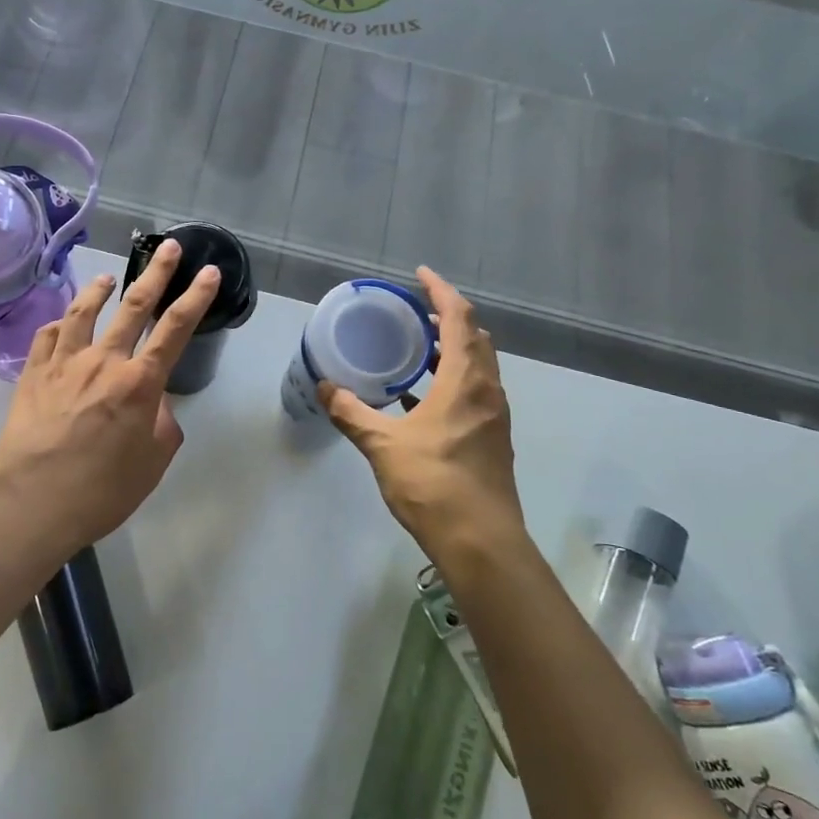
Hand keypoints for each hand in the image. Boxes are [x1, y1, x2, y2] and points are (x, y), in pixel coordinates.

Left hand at [0, 240, 219, 551]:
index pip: (175, 328)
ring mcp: (63, 363)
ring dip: (100, 290)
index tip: (209, 272)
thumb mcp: (152, 464)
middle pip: (134, 306)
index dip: (196, 297)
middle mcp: (103, 361)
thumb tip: (154, 403)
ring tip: (109, 277)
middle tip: (169, 247)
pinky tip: (63, 321)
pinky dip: (60, 323)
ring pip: (84, 312)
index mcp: (139, 383)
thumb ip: (161, 424)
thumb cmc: (101, 492)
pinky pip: (47, 336)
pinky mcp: (32, 374)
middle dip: (156, 274)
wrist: (32, 506)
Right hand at [318, 267, 525, 562]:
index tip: (419, 275)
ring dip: (452, 349)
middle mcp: (487, 391)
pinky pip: (474, 392)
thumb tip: (324, 386)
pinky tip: (421, 398)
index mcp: (465, 381)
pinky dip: (452, 380)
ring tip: (417, 347)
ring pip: (478, 366)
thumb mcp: (382, 445)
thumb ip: (352, 412)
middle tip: (415, 312)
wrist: (481, 543)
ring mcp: (494, 417)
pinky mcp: (492, 439)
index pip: (459, 318)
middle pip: (475, 338)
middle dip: (448, 317)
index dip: (440, 291)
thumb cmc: (433, 484)